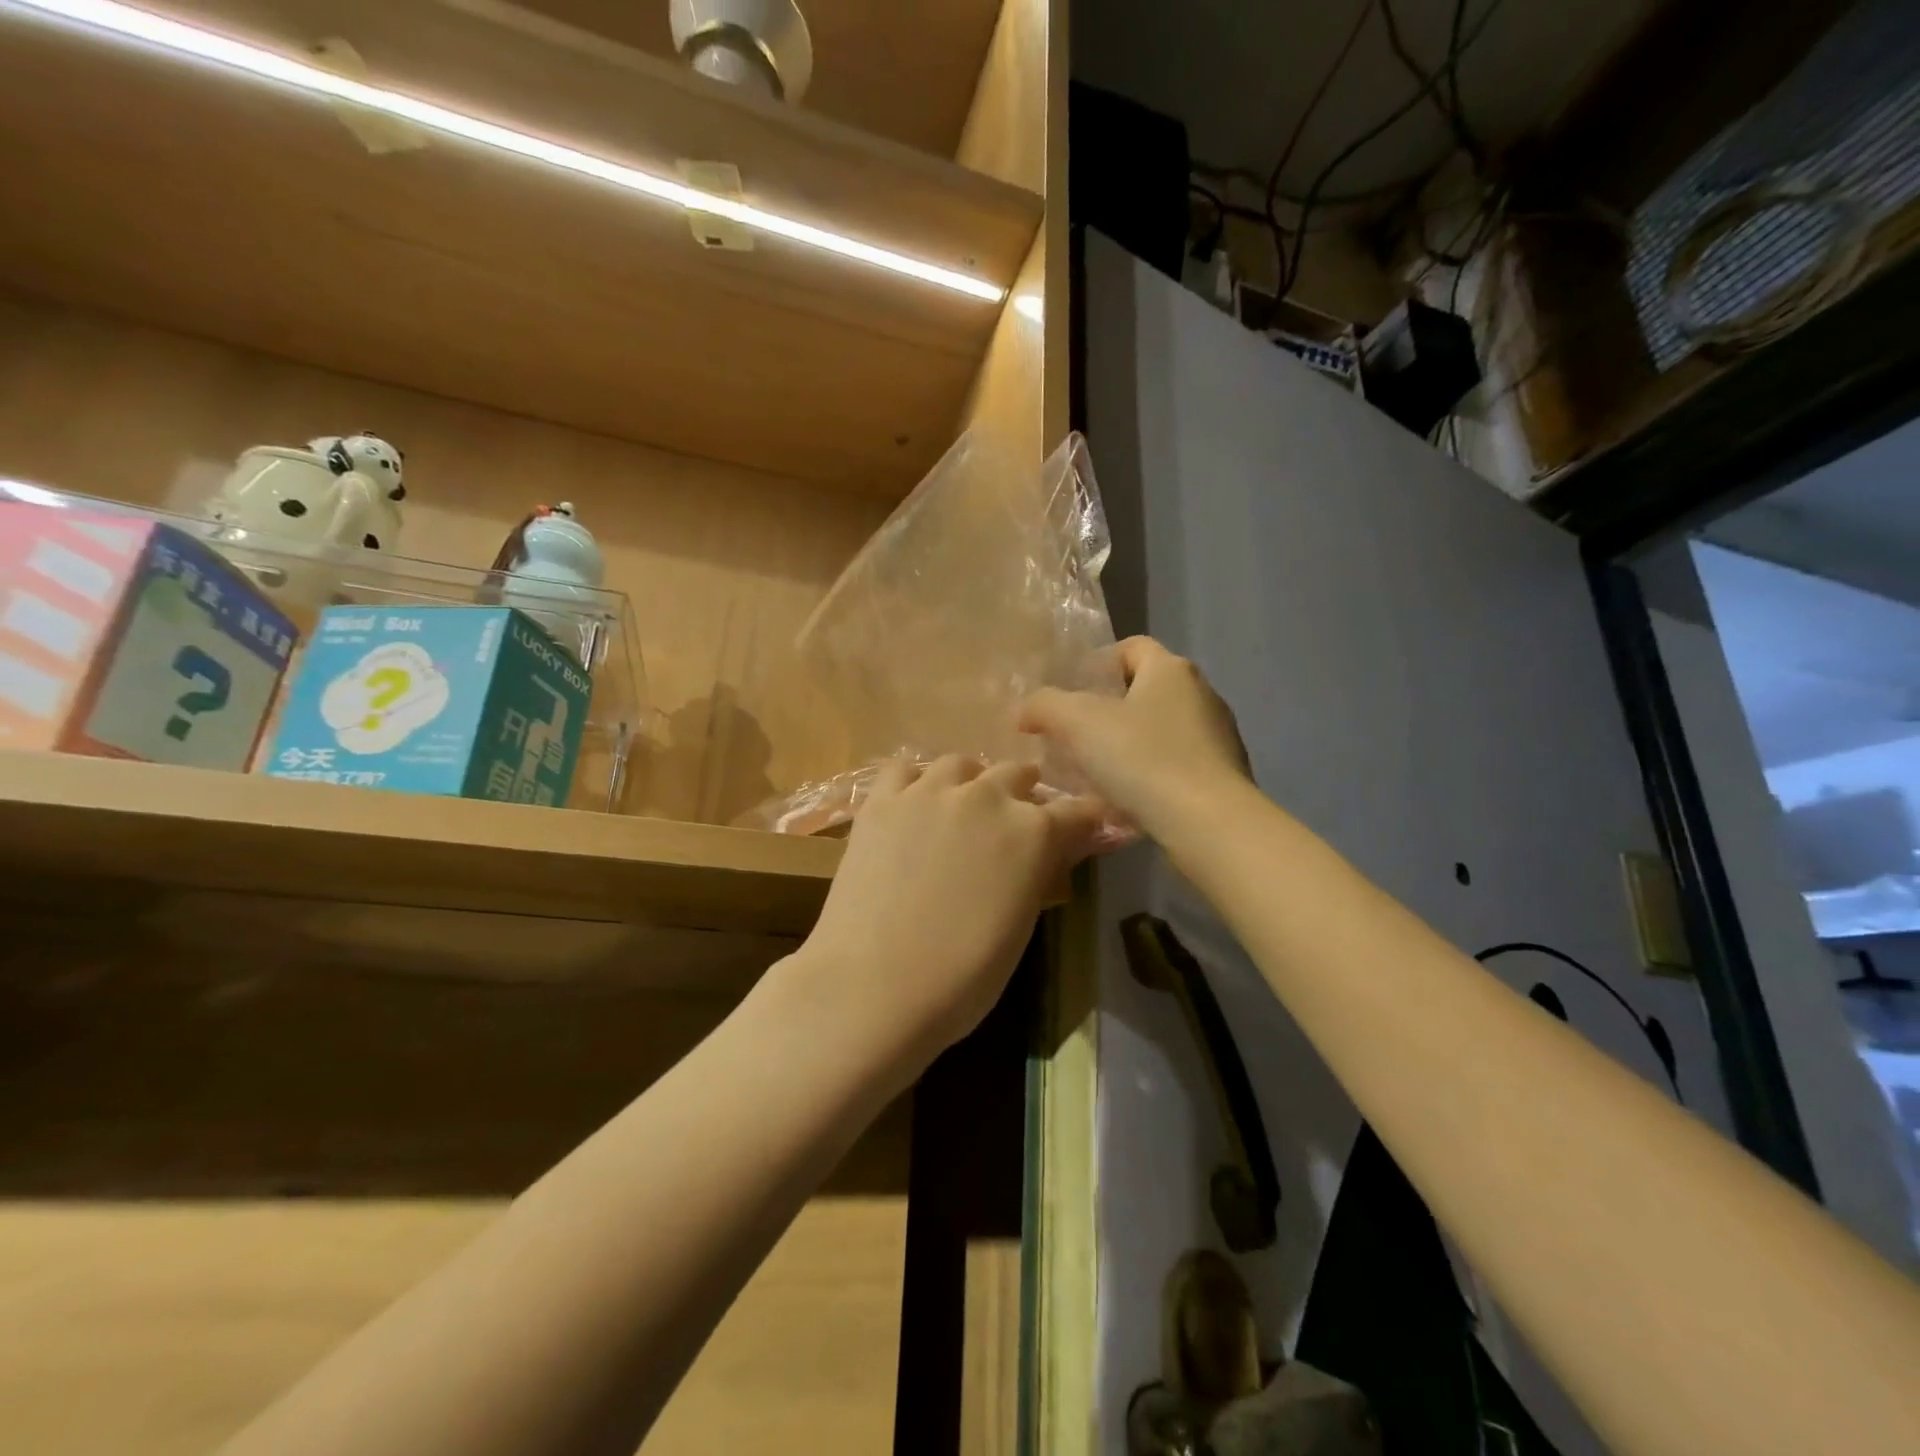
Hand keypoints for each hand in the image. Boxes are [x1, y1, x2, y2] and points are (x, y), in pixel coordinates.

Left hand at [784, 756, 1106, 1076]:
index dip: (1083, 820)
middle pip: (1016, 773)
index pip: (1077, 811)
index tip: (1081, 828)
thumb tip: (1047, 854)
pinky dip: (915, 781)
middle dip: (1022, 793)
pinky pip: (904, 769)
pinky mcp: (882, 800)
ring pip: (961, 764)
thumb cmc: (962, 978)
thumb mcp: (1020, 927)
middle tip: (1012, 821)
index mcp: (1033, 832)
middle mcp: (987, 796)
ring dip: (970, 781)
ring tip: (960, 806)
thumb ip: (1037, 874)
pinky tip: (912, 804)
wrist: (874, 987)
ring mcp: (929, 791)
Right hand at [1018, 636, 1250, 838]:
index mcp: (1171, 670)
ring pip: (1161, 729)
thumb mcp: (1078, 723)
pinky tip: (1128, 799)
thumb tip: (1025, 710)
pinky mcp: (1224, 775)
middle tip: (1074, 734)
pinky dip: (1151, 773)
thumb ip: (1045, 706)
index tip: (1071, 692)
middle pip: (1146, 689)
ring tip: (1096, 772)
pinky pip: (1176, 763)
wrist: (1208, 822)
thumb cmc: (1143, 758)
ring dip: (1129, 744)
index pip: (1132, 647)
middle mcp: (1201, 694)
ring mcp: (1218, 736)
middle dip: (1109, 708)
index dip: (1098, 663)